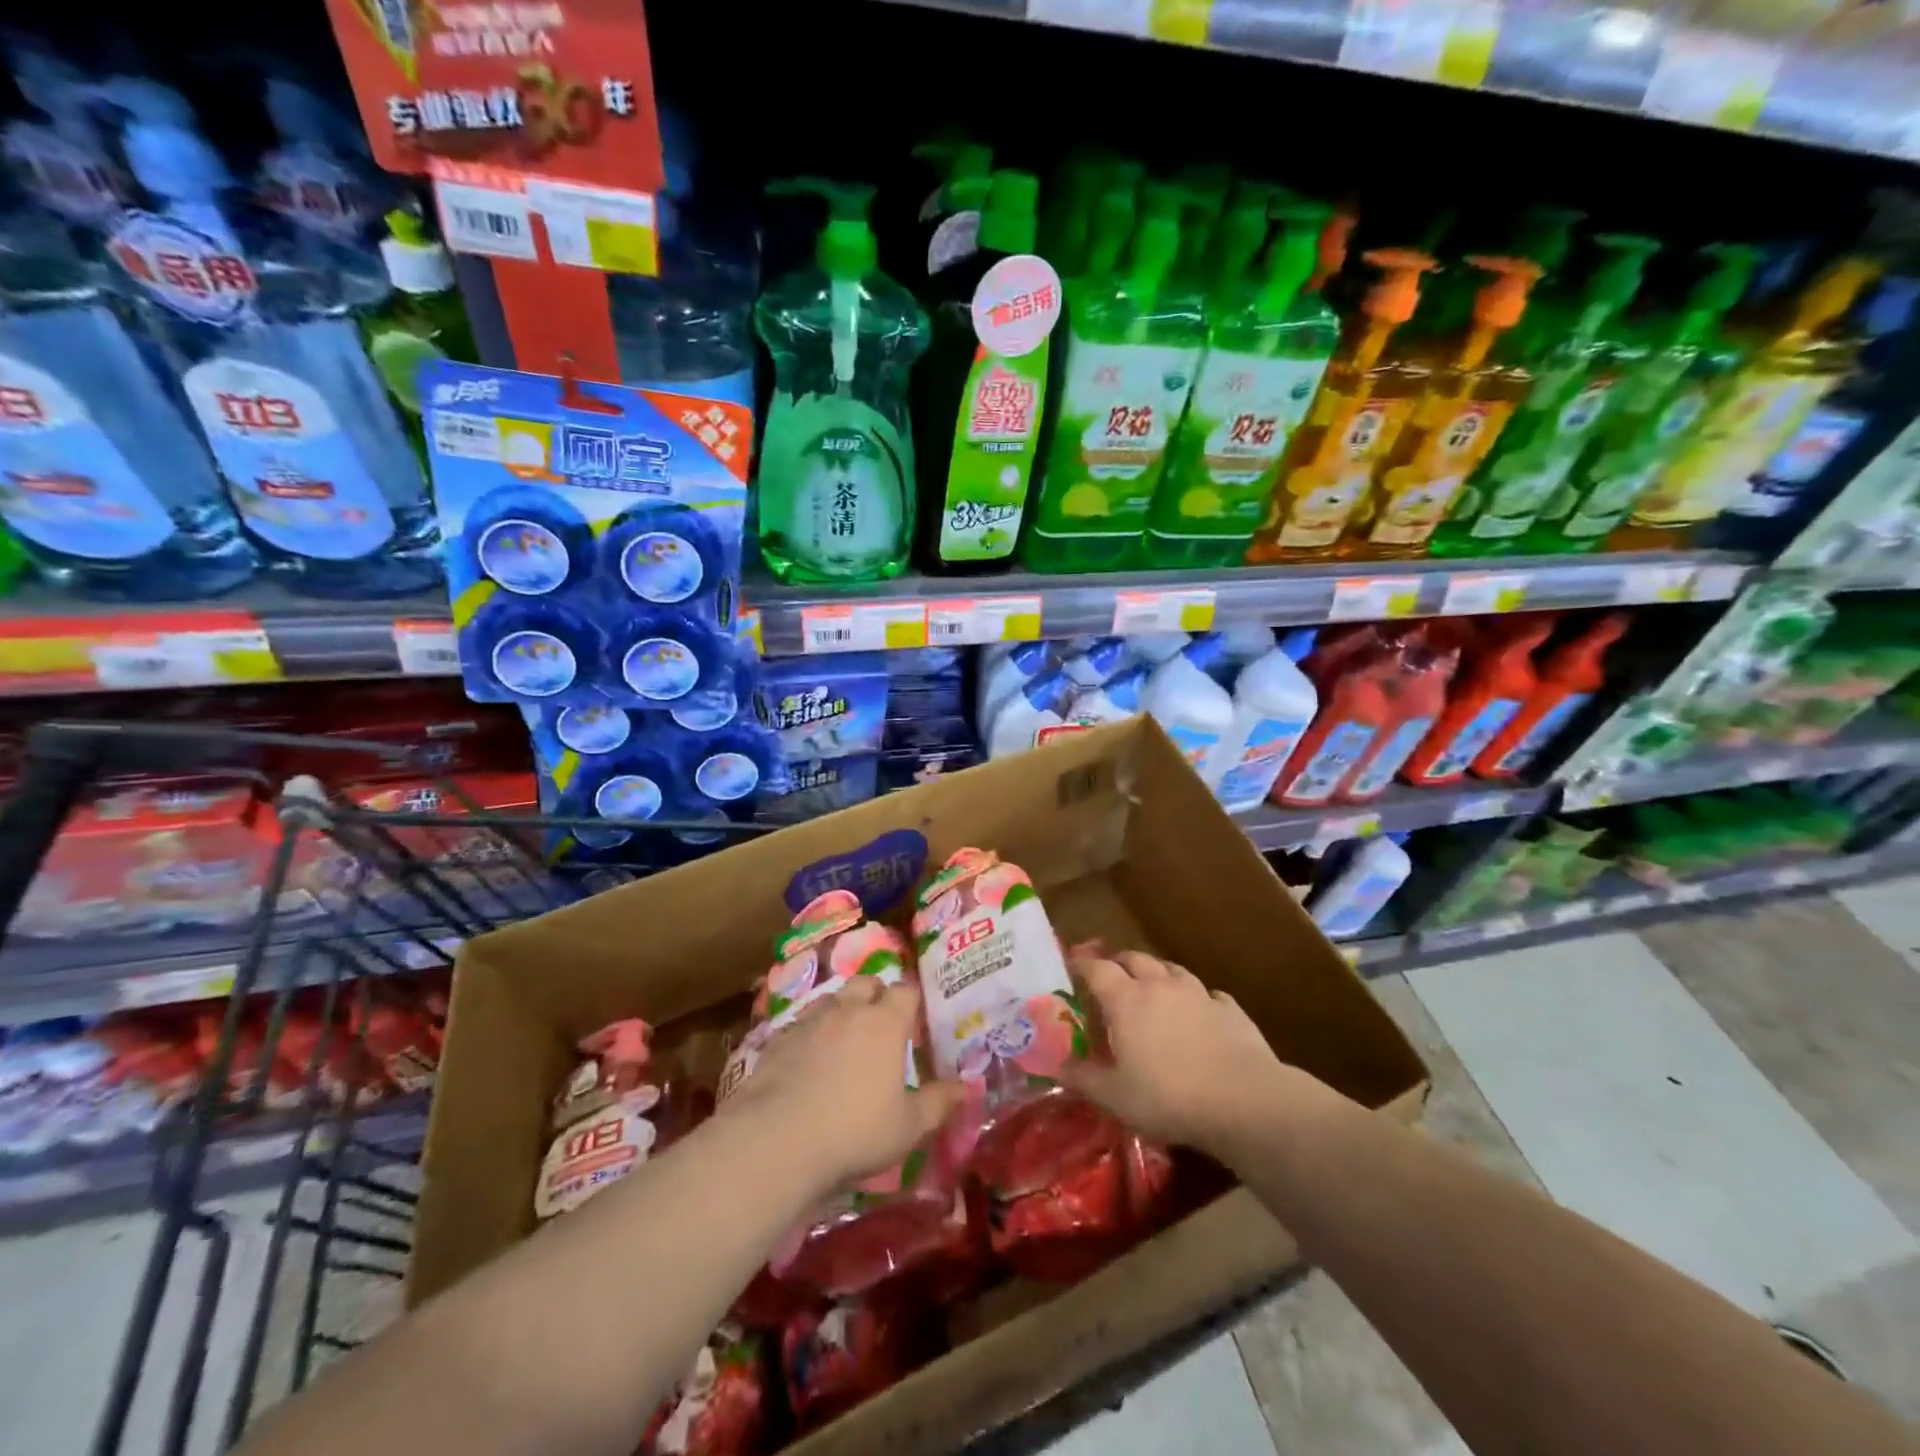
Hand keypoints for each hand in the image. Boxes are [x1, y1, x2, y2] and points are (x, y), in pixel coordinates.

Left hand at [718, 978, 963, 1192]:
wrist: (777, 1140)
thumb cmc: (855, 1131)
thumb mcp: (908, 1127)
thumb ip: (938, 1102)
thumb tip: (967, 1086)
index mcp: (885, 1023)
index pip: (905, 991)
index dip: (913, 1000)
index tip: (917, 1019)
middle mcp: (848, 1010)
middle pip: (865, 983)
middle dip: (875, 995)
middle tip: (881, 1024)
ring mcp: (809, 1021)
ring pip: (830, 999)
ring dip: (841, 1010)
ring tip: (844, 1039)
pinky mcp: (777, 1040)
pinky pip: (800, 1025)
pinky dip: (809, 1035)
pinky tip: (808, 1061)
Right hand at [1061, 950, 1321, 1154]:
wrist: (1244, 1101)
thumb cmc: (1168, 1096)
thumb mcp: (1114, 1095)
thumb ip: (1082, 1077)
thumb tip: (1056, 1064)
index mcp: (1126, 999)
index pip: (1096, 968)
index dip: (1080, 963)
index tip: (1070, 963)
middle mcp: (1159, 985)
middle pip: (1134, 958)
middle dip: (1118, 961)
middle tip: (1109, 973)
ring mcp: (1198, 994)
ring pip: (1171, 969)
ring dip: (1156, 973)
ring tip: (1151, 986)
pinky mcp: (1230, 1009)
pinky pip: (1207, 994)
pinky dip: (1196, 998)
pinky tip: (1198, 1012)